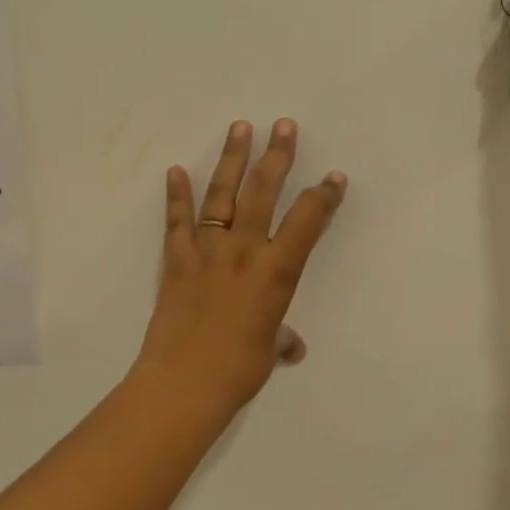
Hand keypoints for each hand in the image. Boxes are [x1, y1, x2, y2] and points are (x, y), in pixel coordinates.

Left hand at [136, 119, 347, 412]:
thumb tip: (290, 347)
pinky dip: (177, 195)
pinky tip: (175, 171)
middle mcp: (243, 251)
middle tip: (284, 125)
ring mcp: (207, 251)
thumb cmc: (238, 371)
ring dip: (232, 159)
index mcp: (276, 272)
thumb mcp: (268, 351)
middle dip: (277, 156)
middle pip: (264, 192)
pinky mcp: (176, 261)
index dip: (324, 196)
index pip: (307, 222)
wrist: (183, 384)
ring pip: (222, 195)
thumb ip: (281, 340)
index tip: (334, 177)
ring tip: (240, 127)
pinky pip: (177, 221)